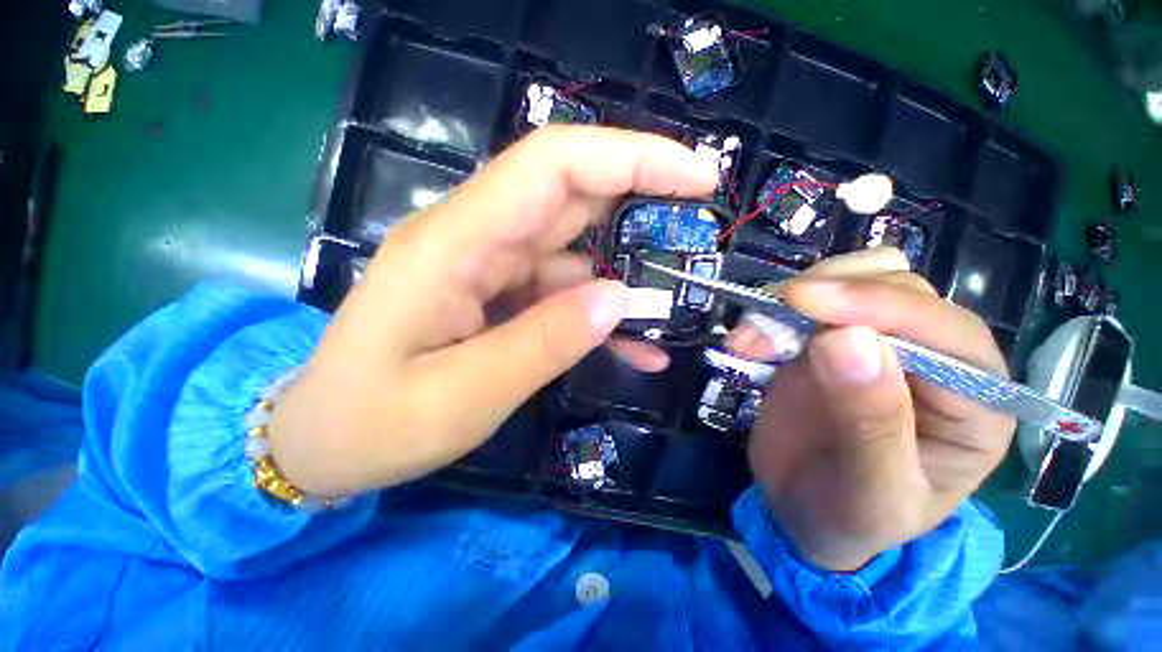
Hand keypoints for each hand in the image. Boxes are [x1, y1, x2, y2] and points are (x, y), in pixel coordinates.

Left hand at [267, 127, 717, 496]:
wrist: (326, 441)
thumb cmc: (374, 424)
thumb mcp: (463, 395)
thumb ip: (543, 342)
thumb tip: (618, 300)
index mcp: (454, 244)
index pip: (552, 166)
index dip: (628, 158)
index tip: (694, 176)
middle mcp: (474, 239)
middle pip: (570, 195)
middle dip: (641, 202)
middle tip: (699, 232)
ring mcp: (488, 267)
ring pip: (575, 249)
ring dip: (627, 273)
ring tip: (675, 305)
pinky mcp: (498, 295)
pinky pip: (562, 291)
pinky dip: (601, 311)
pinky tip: (637, 343)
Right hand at [727, 249, 1014, 570]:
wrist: (803, 513)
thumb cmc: (850, 518)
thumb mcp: (869, 493)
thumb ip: (870, 422)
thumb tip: (846, 337)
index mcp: (975, 406)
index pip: (947, 332)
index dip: (879, 307)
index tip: (804, 301)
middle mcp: (935, 360)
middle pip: (899, 289)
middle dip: (827, 297)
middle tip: (763, 327)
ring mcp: (878, 344)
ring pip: (854, 278)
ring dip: (794, 298)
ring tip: (748, 339)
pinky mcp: (826, 340)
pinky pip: (806, 303)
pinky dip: (770, 311)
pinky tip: (745, 341)